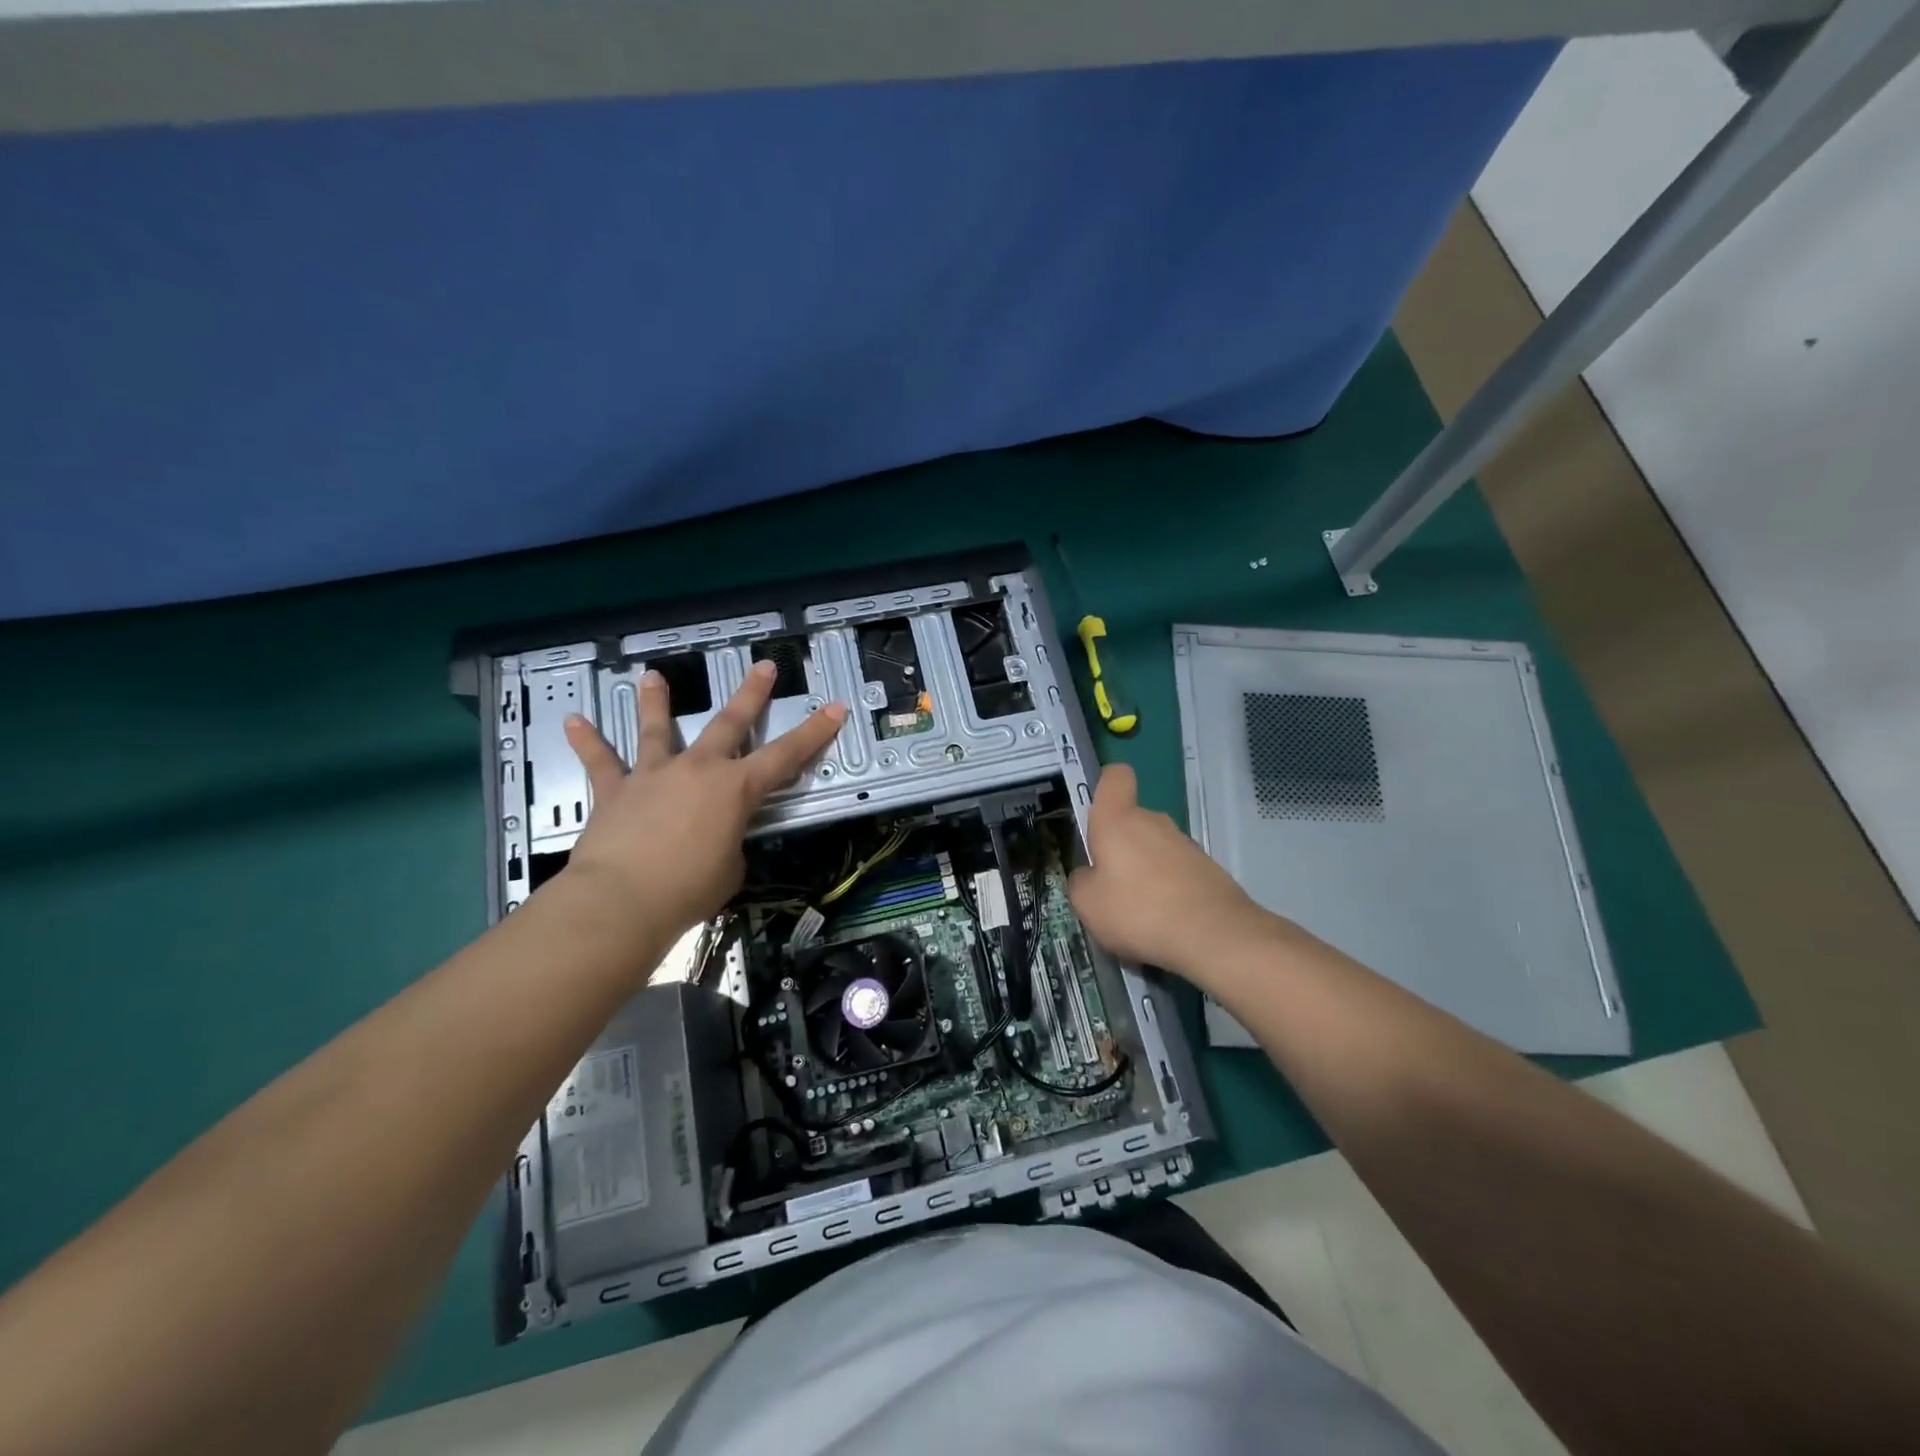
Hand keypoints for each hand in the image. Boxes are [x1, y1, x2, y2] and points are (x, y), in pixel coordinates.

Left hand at [559, 661, 847, 941]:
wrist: (622, 900)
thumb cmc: (689, 889)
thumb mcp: (730, 868)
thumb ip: (729, 842)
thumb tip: (714, 838)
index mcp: (736, 789)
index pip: (786, 756)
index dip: (814, 732)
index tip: (834, 708)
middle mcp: (698, 770)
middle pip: (729, 723)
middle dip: (751, 694)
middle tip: (764, 666)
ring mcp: (654, 775)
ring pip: (657, 730)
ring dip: (657, 702)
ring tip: (653, 676)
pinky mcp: (616, 791)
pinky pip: (600, 761)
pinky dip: (587, 741)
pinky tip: (573, 721)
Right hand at [1066, 763, 1274, 983]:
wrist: (1213, 935)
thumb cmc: (1138, 910)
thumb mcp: (1088, 904)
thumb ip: (1081, 881)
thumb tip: (1089, 874)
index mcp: (1118, 820)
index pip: (1115, 777)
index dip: (1105, 785)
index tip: (1096, 813)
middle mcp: (1153, 821)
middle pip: (1131, 820)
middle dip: (1119, 847)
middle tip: (1109, 886)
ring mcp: (1184, 843)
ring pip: (1154, 847)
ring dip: (1143, 870)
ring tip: (1139, 912)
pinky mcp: (1207, 868)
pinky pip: (1175, 870)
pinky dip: (1167, 889)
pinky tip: (1165, 921)